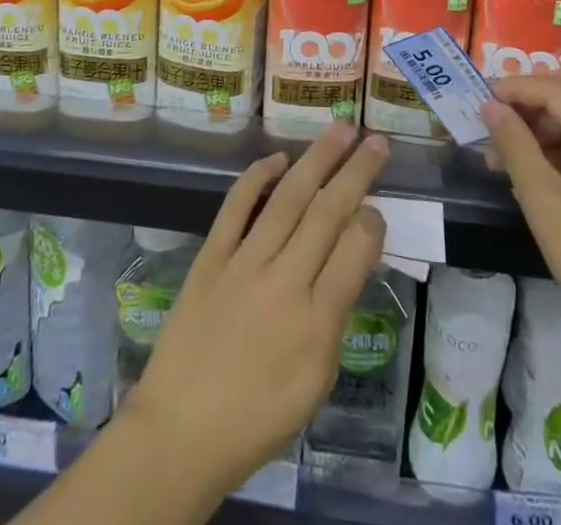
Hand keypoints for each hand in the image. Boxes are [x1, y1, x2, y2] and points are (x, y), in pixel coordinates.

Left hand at [122, 122, 389, 493]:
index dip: (372, 220)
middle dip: (356, 172)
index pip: (355, 251)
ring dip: (317, 159)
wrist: (180, 432)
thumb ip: (335, 316)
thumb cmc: (258, 417)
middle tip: (376, 140)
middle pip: (327, 213)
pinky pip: (236, 206)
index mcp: (316, 323)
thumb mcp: (315, 382)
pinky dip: (257, 177)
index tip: (379, 205)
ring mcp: (243, 264)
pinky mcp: (210, 257)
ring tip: (340, 129)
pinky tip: (278, 158)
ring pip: (287, 198)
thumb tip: (349, 259)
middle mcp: (284, 283)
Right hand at [483, 70, 560, 372]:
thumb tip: (490, 107)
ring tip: (510, 152)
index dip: (513, 88)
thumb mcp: (544, 204)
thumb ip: (515, 146)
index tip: (477, 99)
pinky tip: (542, 168)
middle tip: (499, 116)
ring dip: (551, 117)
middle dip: (535, 93)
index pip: (555, 88)